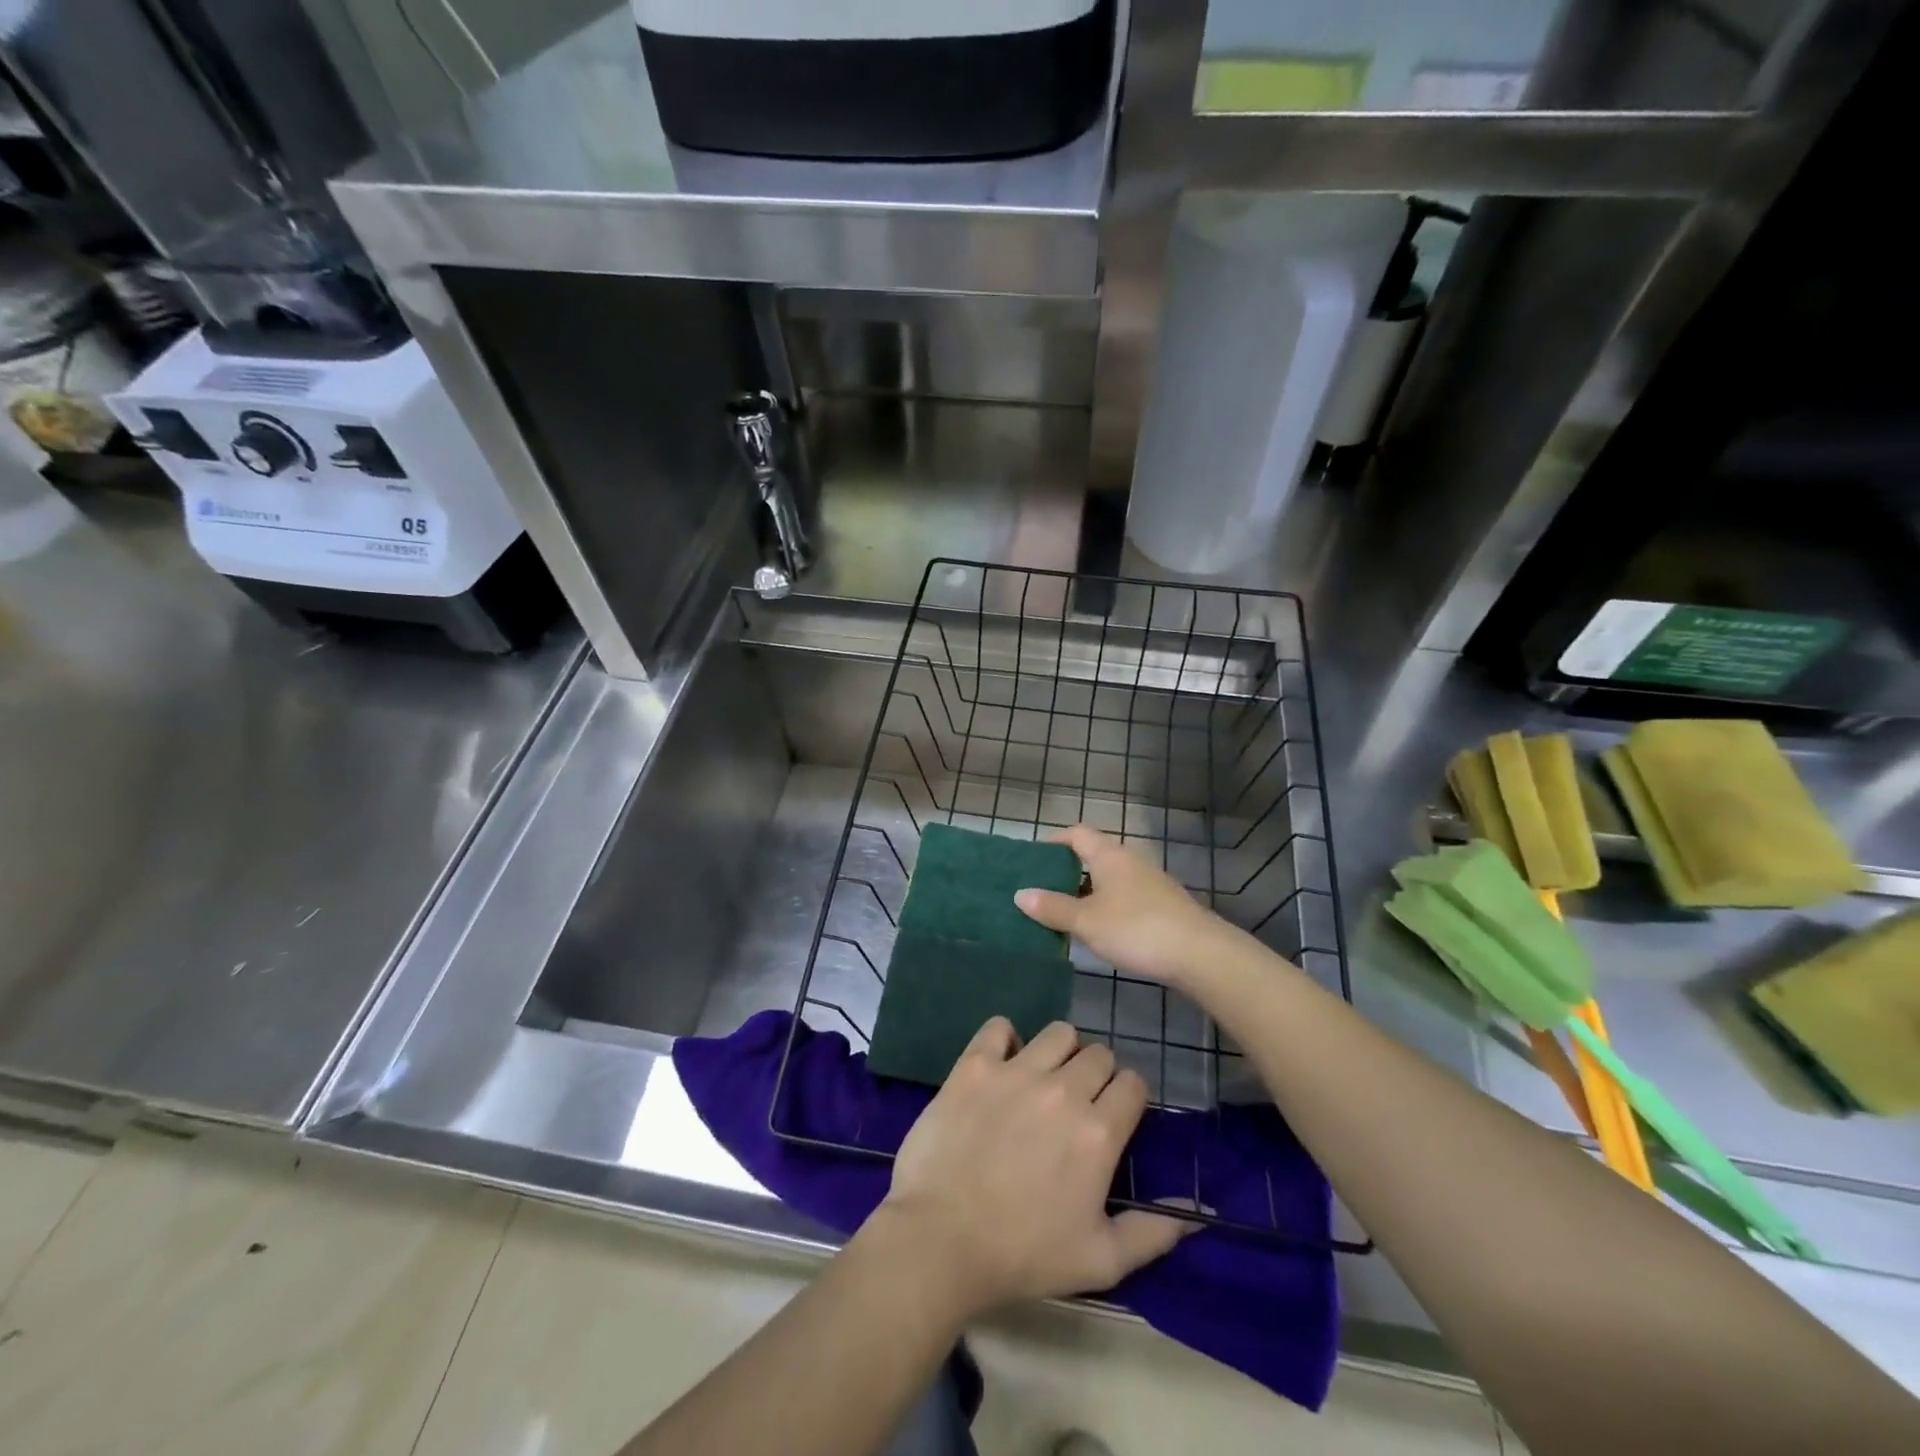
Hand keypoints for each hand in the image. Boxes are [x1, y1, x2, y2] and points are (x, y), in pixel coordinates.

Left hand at [879, 1019, 1186, 1316]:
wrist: (941, 1239)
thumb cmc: (1023, 1254)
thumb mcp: (1099, 1261)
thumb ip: (1152, 1234)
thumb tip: (1197, 1217)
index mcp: (1098, 1131)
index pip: (1133, 1083)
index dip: (1128, 1097)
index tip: (1113, 1117)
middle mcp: (1063, 1090)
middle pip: (1098, 1054)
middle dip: (1096, 1075)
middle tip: (1076, 1105)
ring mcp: (1016, 1071)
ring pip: (1058, 1033)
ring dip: (1059, 1052)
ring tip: (1043, 1080)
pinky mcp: (974, 1065)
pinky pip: (999, 1027)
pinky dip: (1004, 1040)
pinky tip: (1000, 1065)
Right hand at [1015, 825, 1247, 987]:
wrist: (1199, 954)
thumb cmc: (1136, 929)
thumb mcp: (1086, 921)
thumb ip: (1052, 908)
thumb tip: (1020, 894)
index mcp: (1109, 855)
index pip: (1077, 834)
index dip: (1053, 841)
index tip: (1033, 859)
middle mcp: (1130, 860)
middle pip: (1093, 855)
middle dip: (1066, 870)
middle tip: (1041, 890)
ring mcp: (1150, 882)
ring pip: (1109, 878)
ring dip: (1086, 891)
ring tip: (1063, 913)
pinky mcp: (1163, 905)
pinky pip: (1124, 896)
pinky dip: (1106, 905)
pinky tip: (1098, 930)